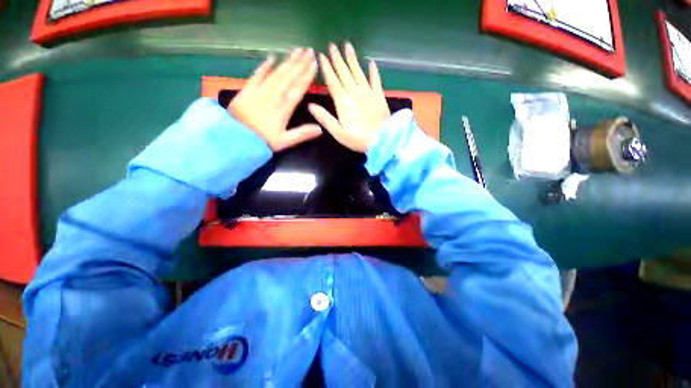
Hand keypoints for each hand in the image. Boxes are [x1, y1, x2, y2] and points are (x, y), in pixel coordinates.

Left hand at [229, 48, 321, 151]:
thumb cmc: (262, 141)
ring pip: (276, 73)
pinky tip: (271, 58)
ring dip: (287, 62)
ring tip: (297, 51)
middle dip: (300, 63)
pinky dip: (264, 66)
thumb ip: (302, 134)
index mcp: (283, 108)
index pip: (298, 88)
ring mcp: (259, 91)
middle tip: (309, 51)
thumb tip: (320, 129)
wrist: (235, 138)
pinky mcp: (247, 90)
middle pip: (288, 77)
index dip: (307, 76)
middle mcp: (273, 95)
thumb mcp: (285, 142)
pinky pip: (257, 75)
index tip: (315, 64)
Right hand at [309, 43, 390, 152]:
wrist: (382, 140)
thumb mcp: (338, 133)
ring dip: (352, 59)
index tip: (321, 56)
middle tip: (332, 45)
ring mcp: (368, 92)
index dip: (326, 68)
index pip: (332, 81)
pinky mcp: (379, 95)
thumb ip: (325, 118)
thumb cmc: (358, 139)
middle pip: (344, 73)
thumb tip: (311, 106)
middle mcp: (355, 93)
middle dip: (337, 59)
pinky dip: (373, 71)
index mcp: (343, 102)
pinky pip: (375, 80)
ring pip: (358, 72)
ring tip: (347, 46)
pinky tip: (371, 63)